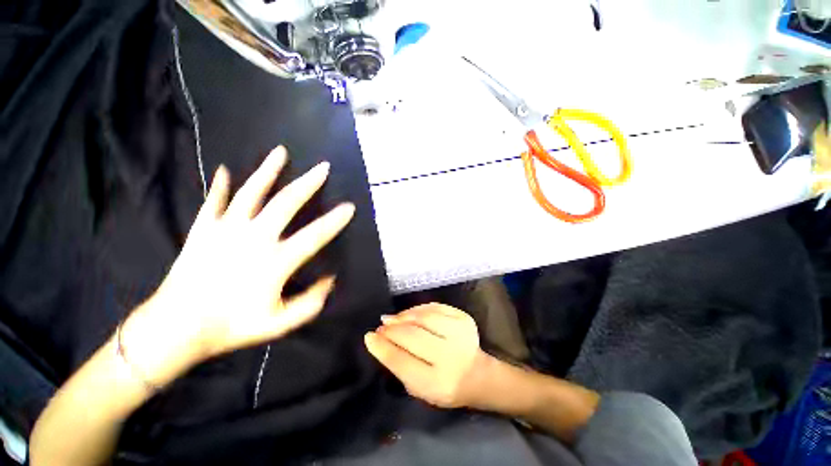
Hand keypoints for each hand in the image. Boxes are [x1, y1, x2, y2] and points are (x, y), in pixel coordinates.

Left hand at [125, 147, 353, 377]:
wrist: (176, 329)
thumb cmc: (232, 327)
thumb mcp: (280, 323)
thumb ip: (311, 302)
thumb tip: (331, 280)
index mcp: (275, 261)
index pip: (315, 235)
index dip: (335, 220)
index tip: (350, 207)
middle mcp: (254, 238)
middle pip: (286, 203)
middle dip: (308, 183)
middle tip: (323, 168)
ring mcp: (225, 230)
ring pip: (250, 192)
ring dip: (267, 171)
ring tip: (280, 152)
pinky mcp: (203, 230)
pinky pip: (213, 202)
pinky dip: (219, 185)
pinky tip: (223, 170)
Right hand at [364, 303, 491, 408]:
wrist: (477, 375)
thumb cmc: (443, 386)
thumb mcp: (418, 388)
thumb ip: (399, 365)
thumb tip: (379, 339)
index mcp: (437, 383)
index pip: (402, 361)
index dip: (382, 348)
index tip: (369, 337)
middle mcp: (450, 356)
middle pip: (412, 336)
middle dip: (391, 329)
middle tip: (381, 326)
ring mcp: (460, 333)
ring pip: (423, 317)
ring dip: (404, 316)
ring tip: (393, 319)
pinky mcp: (464, 318)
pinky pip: (435, 307)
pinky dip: (418, 309)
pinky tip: (409, 313)